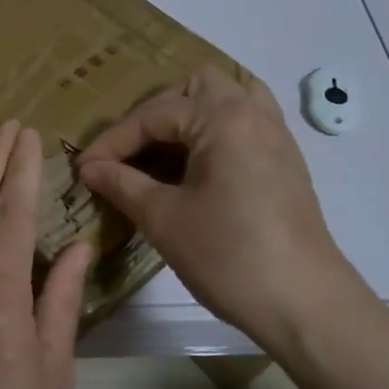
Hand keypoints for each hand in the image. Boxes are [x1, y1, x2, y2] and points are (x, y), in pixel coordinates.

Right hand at [76, 67, 352, 347]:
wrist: (304, 303)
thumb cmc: (228, 255)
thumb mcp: (164, 219)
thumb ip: (122, 184)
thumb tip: (90, 169)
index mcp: (223, 117)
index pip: (155, 114)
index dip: (113, 141)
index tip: (84, 168)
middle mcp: (254, 113)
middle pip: (198, 85)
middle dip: (157, 112)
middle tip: (131, 149)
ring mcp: (276, 136)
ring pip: (229, 98)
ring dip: (192, 114)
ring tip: (165, 148)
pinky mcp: (286, 162)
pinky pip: (246, 123)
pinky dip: (215, 131)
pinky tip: (196, 168)